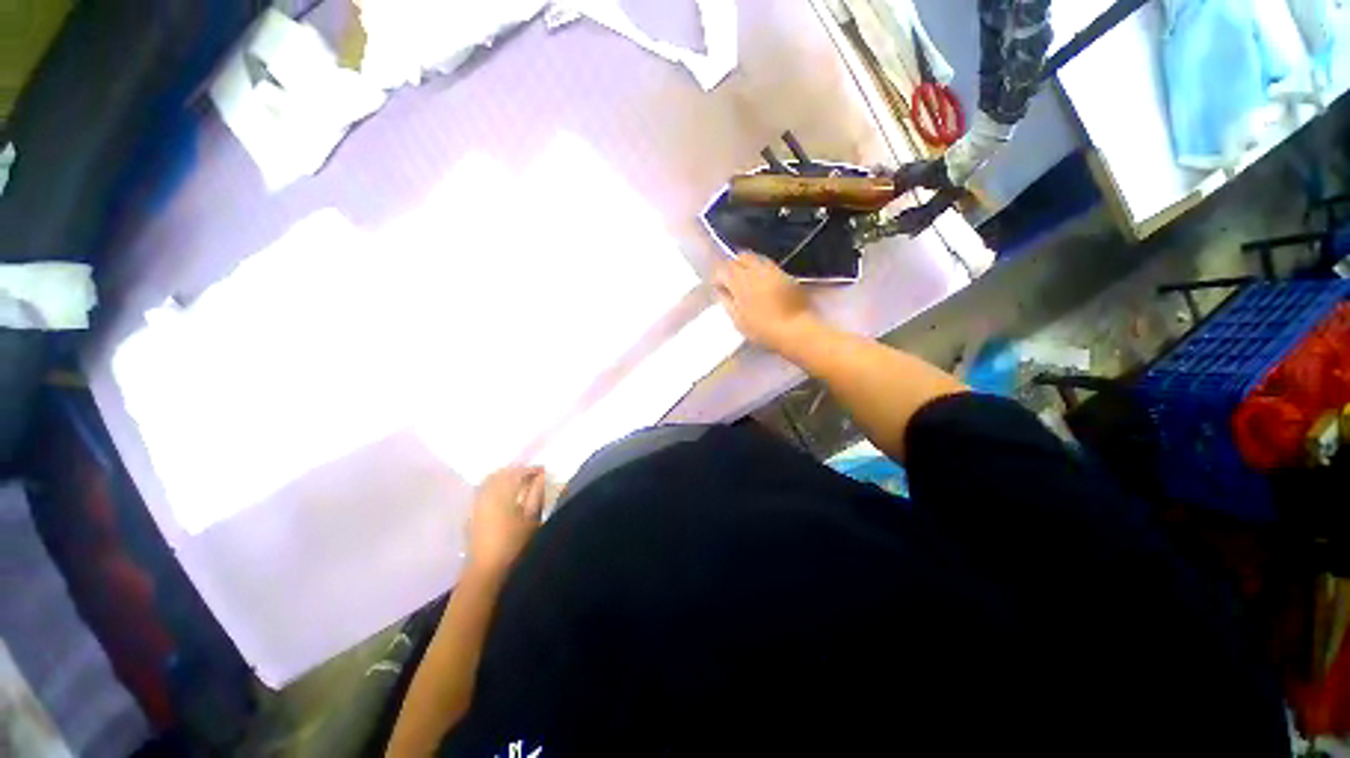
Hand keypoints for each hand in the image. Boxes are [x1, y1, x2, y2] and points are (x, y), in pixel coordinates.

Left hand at [465, 466, 546, 580]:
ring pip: (490, 480)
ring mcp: (476, 503)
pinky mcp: (471, 513)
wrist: (486, 570)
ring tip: (519, 483)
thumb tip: (542, 476)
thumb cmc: (514, 544)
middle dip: (517, 471)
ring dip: (505, 477)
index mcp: (502, 492)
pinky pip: (483, 490)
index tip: (544, 471)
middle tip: (533, 475)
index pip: (517, 472)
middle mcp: (486, 493)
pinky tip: (503, 495)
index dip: (532, 469)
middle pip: (501, 473)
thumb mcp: (532, 518)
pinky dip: (494, 486)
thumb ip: (537, 494)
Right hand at [714, 253, 818, 353]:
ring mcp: (774, 270)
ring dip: (749, 268)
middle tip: (731, 282)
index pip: (723, 268)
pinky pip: (769, 268)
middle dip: (734, 266)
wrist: (796, 329)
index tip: (717, 288)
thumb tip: (722, 291)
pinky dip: (762, 273)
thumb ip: (727, 301)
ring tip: (747, 284)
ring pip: (757, 259)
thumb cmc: (762, 328)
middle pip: (741, 257)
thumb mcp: (737, 319)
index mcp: (740, 279)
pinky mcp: (787, 276)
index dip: (718, 277)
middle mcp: (756, 268)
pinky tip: (763, 288)